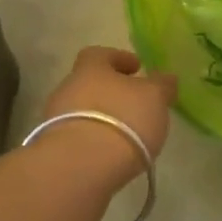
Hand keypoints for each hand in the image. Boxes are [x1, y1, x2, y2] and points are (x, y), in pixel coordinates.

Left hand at [37, 47, 178, 192]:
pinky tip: (111, 152)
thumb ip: (161, 85)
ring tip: (126, 133)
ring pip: (82, 111)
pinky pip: (78, 137)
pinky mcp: (55, 149)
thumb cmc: (123, 120)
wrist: (81, 166)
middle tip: (134, 103)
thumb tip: (166, 78)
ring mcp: (56, 120)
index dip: (119, 58)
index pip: (100, 54)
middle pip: (89, 83)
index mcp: (90, 68)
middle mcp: (68, 89)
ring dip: (102, 118)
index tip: (137, 67)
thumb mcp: (154, 98)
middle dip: (110, 91)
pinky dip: (94, 140)